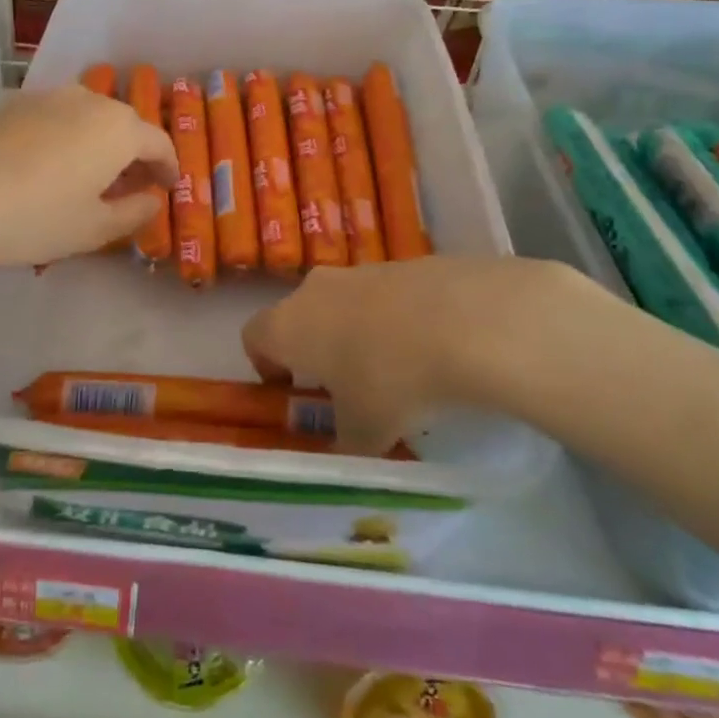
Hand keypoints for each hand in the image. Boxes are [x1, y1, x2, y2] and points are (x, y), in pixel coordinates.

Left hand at [0, 85, 176, 272]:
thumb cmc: (36, 217)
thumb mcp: (94, 228)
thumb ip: (134, 212)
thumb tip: (153, 199)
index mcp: (118, 129)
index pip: (158, 142)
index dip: (168, 167)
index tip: (168, 187)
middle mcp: (87, 101)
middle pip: (123, 124)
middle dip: (133, 154)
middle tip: (131, 186)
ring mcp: (46, 98)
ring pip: (87, 118)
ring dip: (98, 143)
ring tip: (89, 177)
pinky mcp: (11, 105)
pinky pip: (55, 119)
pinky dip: (66, 138)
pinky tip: (48, 167)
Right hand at [241, 256, 609, 453]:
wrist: (465, 320)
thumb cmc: (391, 380)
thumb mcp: (364, 433)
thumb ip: (343, 446)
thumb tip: (342, 455)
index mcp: (288, 326)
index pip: (253, 336)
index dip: (265, 364)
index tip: (290, 390)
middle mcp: (315, 290)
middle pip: (299, 315)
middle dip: (315, 348)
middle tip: (343, 385)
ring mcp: (360, 270)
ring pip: (344, 302)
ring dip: (356, 331)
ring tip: (394, 370)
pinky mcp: (404, 263)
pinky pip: (385, 295)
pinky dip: (395, 318)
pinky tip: (430, 347)